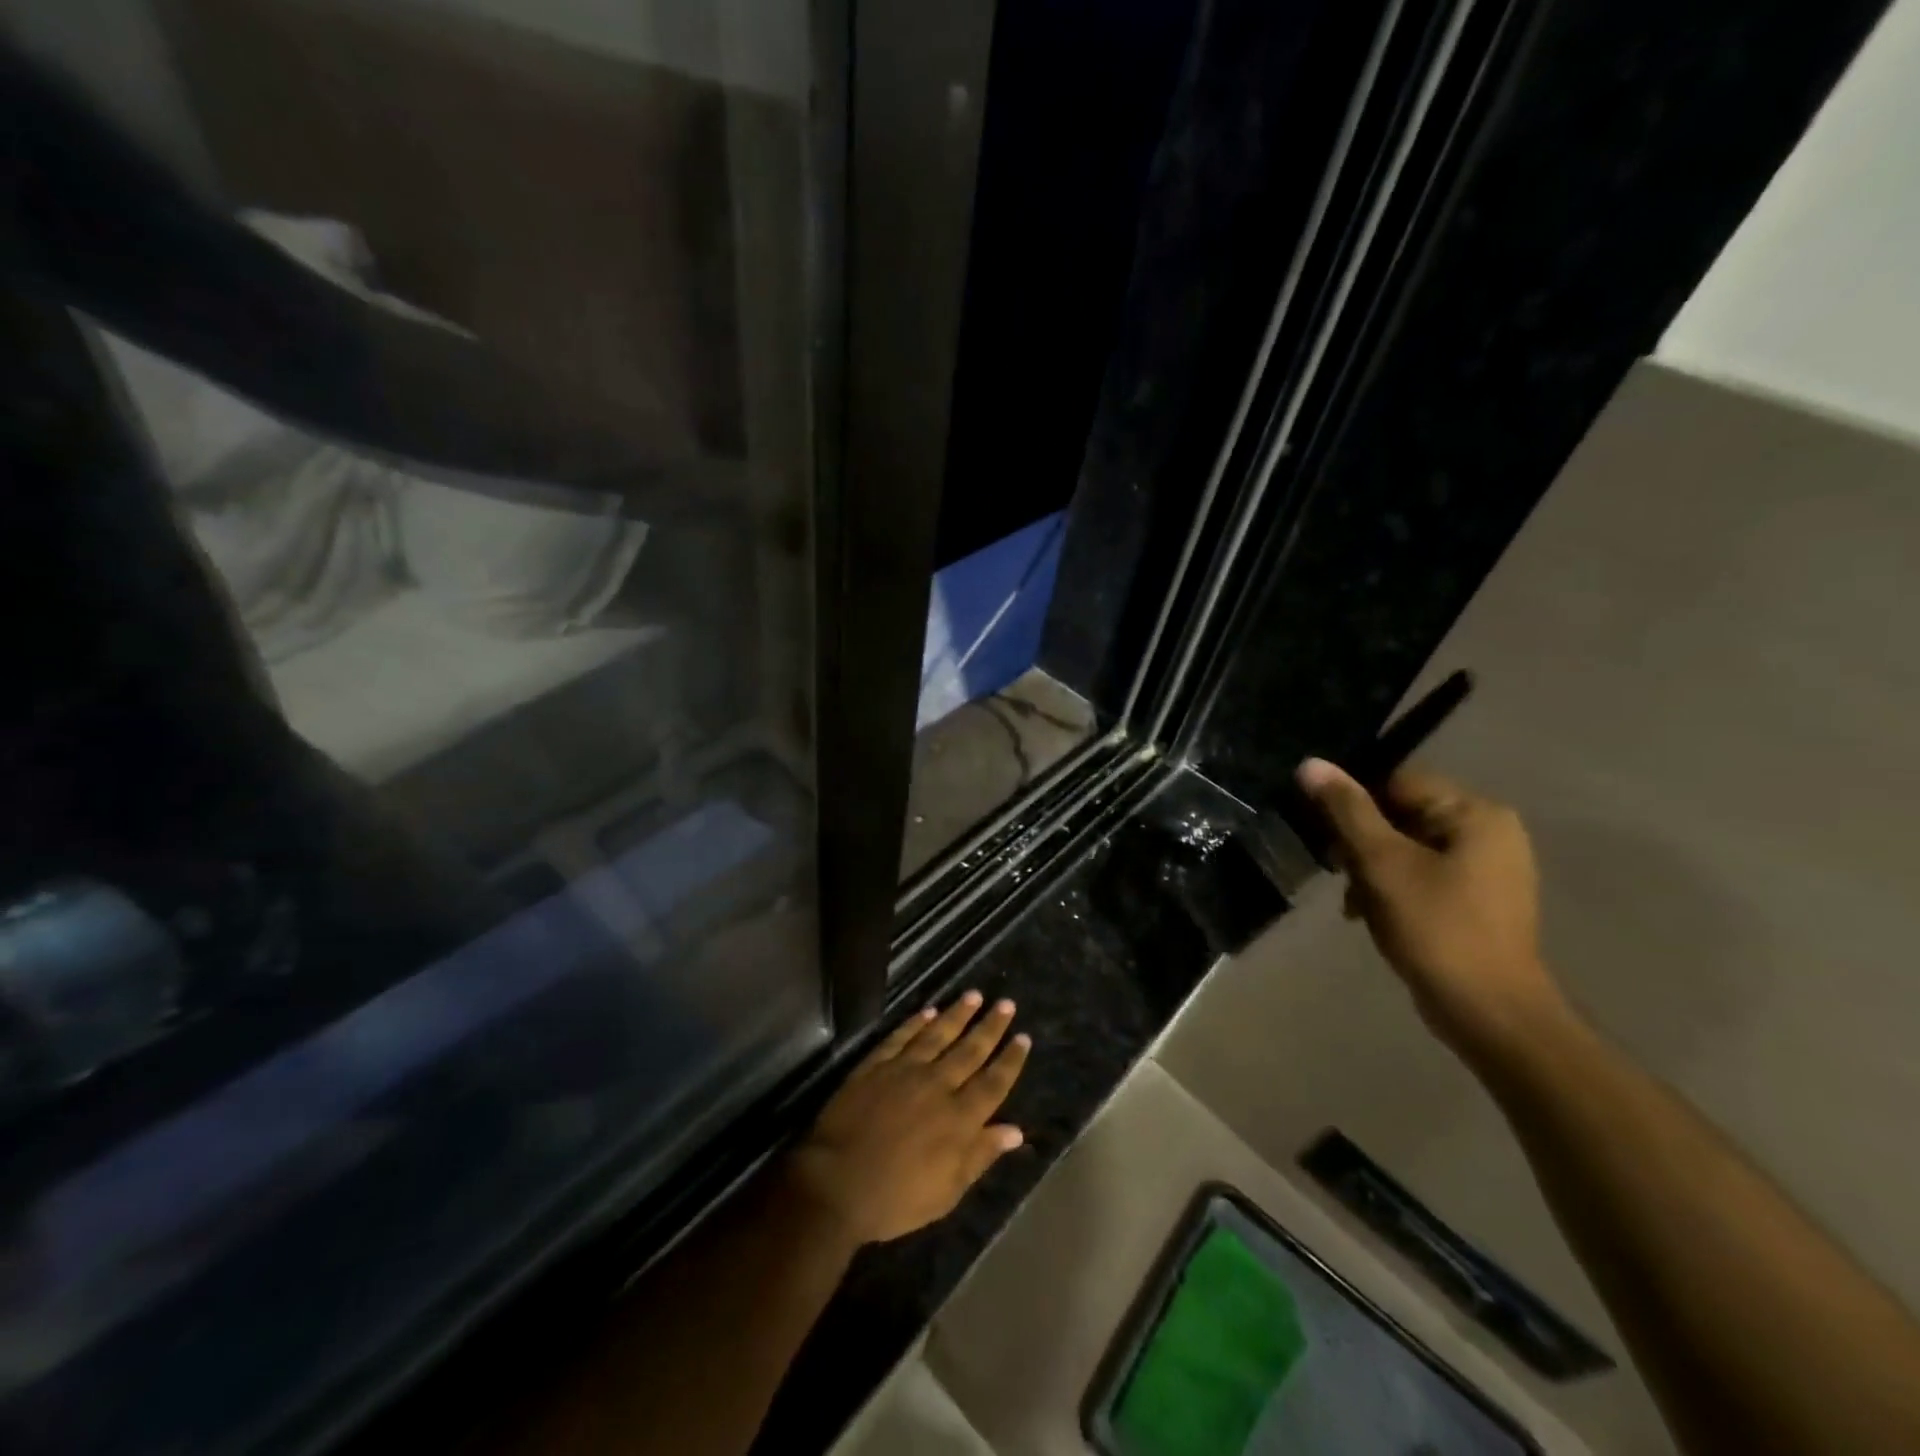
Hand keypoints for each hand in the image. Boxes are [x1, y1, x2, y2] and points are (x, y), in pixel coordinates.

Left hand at [785, 991, 1030, 1244]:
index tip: (1023, 1037)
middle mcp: (937, 1086)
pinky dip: (916, 1022)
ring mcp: (905, 1071)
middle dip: (991, 1026)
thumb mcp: (947, 1191)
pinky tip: (928, 1011)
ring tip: (974, 995)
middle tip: (1006, 1003)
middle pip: (970, 1050)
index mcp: (959, 1119)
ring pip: (938, 1034)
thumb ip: (980, 1155)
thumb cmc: (896, 1199)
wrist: (836, 1184)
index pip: (993, 1082)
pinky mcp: (876, 1065)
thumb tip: (1015, 1130)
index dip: (1010, 1060)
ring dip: (958, 1014)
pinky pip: (901, 1037)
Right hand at [1296, 757, 1567, 1058]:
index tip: (1330, 838)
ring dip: (1372, 871)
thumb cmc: (1436, 928)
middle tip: (1342, 876)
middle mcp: (1489, 832)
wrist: (1489, 1013)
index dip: (1355, 806)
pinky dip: (1392, 890)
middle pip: (1401, 816)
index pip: (1397, 782)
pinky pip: (1421, 875)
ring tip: (1356, 905)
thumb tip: (1310, 764)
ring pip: (1406, 848)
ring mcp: (1487, 869)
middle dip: (1362, 846)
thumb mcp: (1381, 863)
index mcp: (1475, 814)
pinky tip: (1371, 916)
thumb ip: (1346, 810)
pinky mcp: (1477, 900)